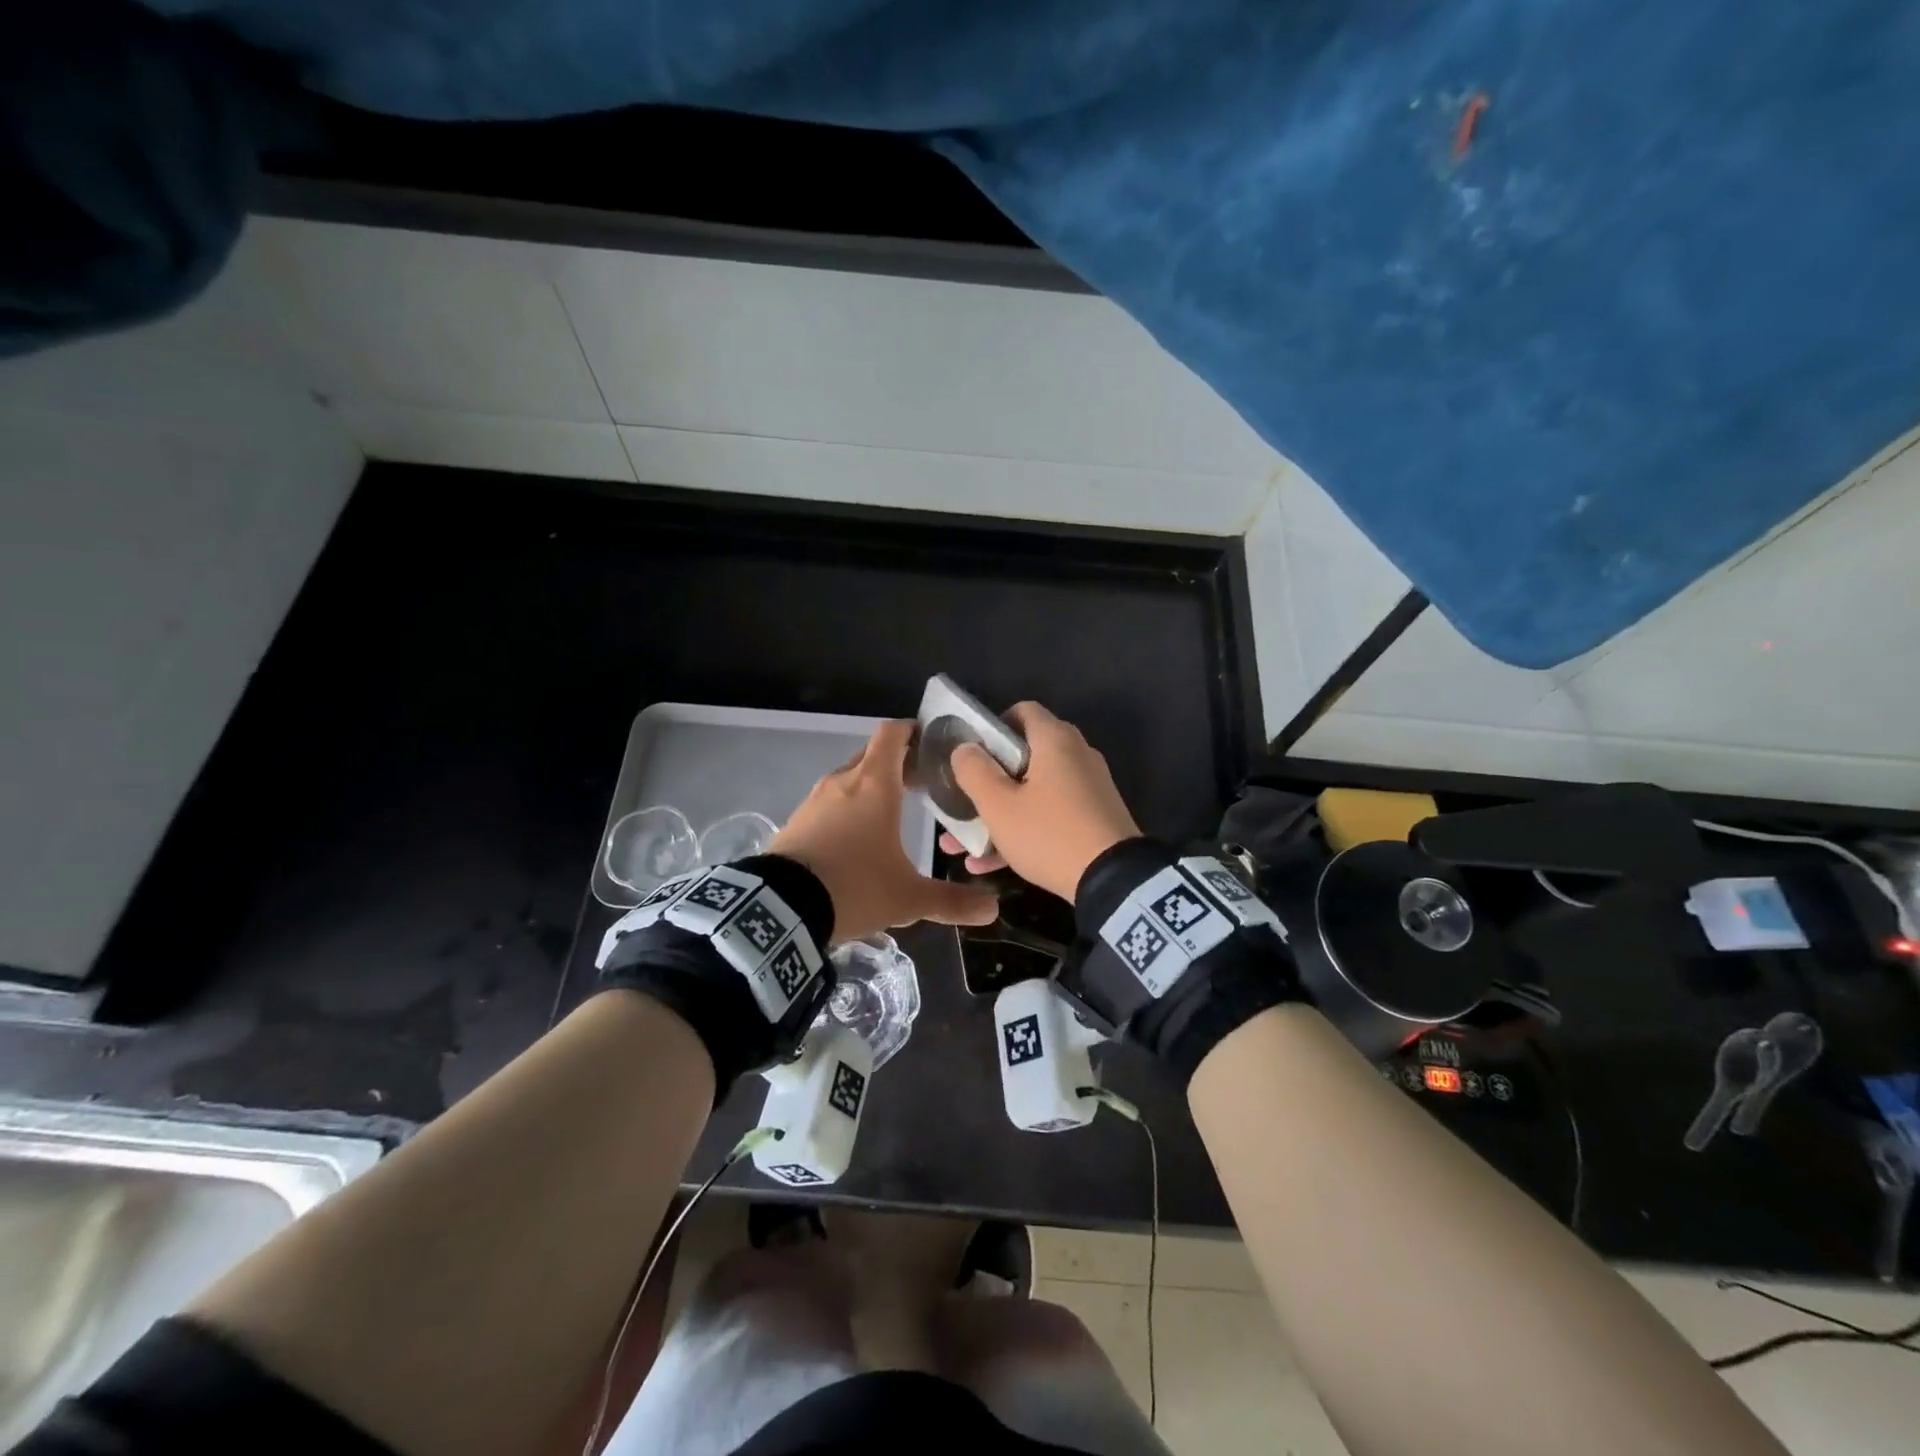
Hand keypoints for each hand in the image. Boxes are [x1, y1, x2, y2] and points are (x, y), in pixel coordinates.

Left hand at [773, 720, 999, 942]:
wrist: (780, 909)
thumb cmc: (853, 887)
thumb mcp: (908, 899)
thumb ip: (951, 901)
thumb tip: (993, 909)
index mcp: (874, 784)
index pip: (893, 733)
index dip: (913, 731)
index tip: (933, 743)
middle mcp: (843, 782)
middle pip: (874, 754)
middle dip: (900, 763)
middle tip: (925, 783)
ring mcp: (815, 799)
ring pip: (850, 778)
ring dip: (872, 786)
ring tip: (895, 811)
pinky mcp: (796, 820)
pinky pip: (830, 802)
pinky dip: (848, 807)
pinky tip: (857, 838)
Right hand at [940, 701, 1141, 900]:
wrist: (1114, 881)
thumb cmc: (1049, 833)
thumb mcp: (999, 805)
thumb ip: (974, 771)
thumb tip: (964, 748)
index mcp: (1055, 740)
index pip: (1022, 711)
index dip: (991, 727)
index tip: (970, 754)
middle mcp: (1076, 756)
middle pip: (1024, 756)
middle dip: (987, 781)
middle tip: (962, 800)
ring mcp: (1088, 789)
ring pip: (1032, 792)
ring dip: (998, 814)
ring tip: (962, 844)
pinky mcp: (1093, 819)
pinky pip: (1049, 816)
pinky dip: (1021, 831)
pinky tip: (987, 865)